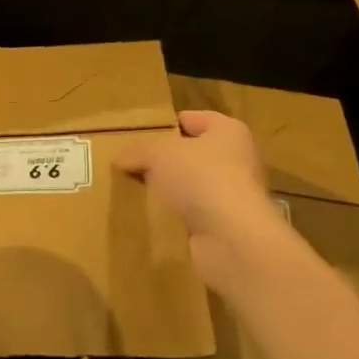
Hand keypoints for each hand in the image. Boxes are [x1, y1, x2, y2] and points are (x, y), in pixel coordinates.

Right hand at [116, 111, 298, 301]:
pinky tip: (150, 218)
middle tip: (131, 165)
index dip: (166, 125)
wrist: (232, 238)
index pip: (193, 119)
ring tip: (134, 191)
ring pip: (191, 186)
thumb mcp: (158, 154)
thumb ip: (138, 151)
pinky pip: (192, 215)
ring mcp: (232, 195)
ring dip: (168, 191)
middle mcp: (237, 160)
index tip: (139, 136)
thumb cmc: (201, 178)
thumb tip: (121, 158)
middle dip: (163, 161)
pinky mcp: (225, 225)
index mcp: (228, 131)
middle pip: (191, 154)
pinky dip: (174, 217)